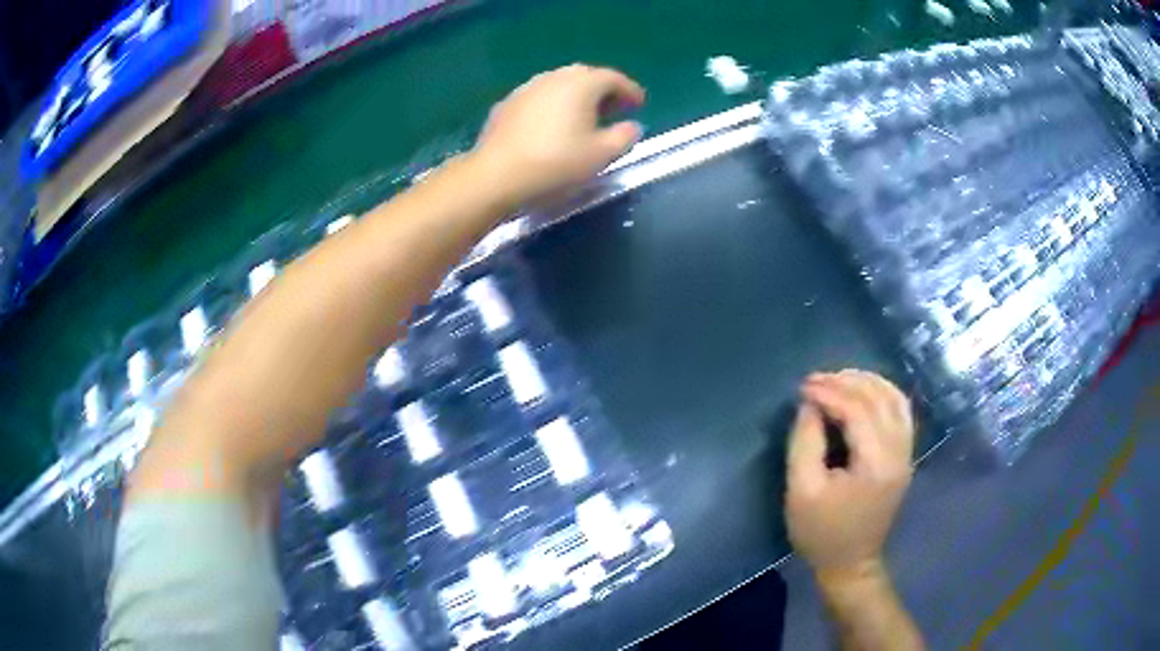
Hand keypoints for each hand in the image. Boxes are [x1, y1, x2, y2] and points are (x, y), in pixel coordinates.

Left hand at [472, 64, 644, 207]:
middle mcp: (553, 77)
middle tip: (613, 108)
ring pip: (559, 84)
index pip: (612, 78)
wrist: (496, 175)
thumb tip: (632, 126)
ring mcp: (526, 88)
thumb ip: (624, 137)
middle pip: (585, 75)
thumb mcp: (601, 155)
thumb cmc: (556, 164)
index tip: (639, 103)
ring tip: (583, 116)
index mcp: (581, 84)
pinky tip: (552, 124)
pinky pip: (539, 97)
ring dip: (576, 95)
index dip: (629, 89)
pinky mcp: (506, 104)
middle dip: (602, 89)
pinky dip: (553, 104)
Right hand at [785, 370, 914, 581]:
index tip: (802, 387)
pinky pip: (901, 412)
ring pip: (896, 400)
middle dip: (846, 382)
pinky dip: (883, 394)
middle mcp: (899, 452)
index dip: (829, 392)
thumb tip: (809, 405)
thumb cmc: (821, 532)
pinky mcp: (905, 457)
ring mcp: (906, 454)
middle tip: (816, 380)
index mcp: (875, 464)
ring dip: (868, 382)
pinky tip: (864, 392)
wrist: (850, 564)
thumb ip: (805, 443)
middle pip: (879, 399)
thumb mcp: (801, 491)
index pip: (857, 410)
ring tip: (839, 379)